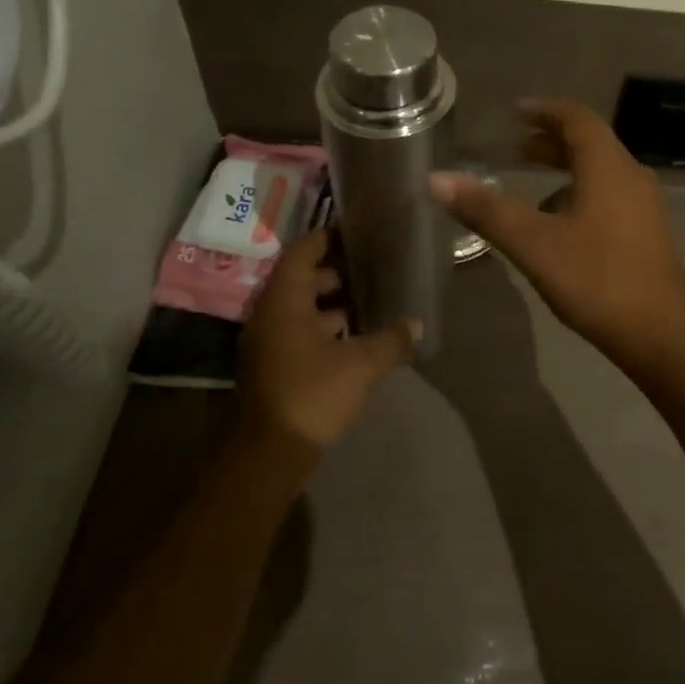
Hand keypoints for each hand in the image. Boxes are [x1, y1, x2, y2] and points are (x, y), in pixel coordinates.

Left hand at [237, 228, 419, 450]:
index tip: (357, 229)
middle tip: (373, 266)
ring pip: (302, 308)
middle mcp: (270, 314)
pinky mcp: (273, 365)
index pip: (302, 251)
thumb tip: (416, 324)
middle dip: (337, 271)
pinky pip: (300, 331)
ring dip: (333, 303)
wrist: (269, 454)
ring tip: (372, 300)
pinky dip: (325, 327)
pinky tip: (356, 338)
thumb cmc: (311, 394)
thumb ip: (391, 339)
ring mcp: (268, 341)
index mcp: (284, 301)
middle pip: (302, 278)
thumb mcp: (360, 364)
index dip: (327, 236)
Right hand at [429, 99, 684, 370]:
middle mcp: (630, 176)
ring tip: (530, 187)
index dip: (545, 110)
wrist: (662, 333)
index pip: (576, 118)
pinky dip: (579, 195)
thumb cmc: (597, 279)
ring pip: (600, 173)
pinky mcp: (646, 233)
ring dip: (565, 171)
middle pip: (590, 144)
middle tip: (516, 148)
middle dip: (551, 142)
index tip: (516, 111)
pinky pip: (608, 196)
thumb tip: (436, 179)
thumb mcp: (534, 244)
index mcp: (608, 167)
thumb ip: (486, 209)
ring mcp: (643, 206)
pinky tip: (558, 227)